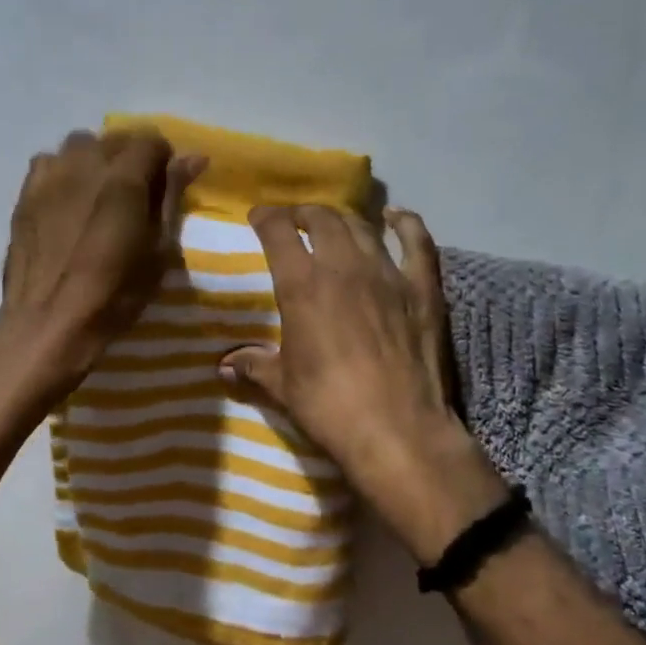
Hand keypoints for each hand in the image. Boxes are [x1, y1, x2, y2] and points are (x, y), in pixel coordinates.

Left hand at [0, 131, 204, 390]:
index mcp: (123, 178)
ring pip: (79, 144)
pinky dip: (64, 171)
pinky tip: (67, 201)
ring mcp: (50, 177)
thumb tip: (193, 158)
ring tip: (99, 194)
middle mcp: (85, 165)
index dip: (164, 161)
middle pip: (115, 138)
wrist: (49, 324)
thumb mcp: (159, 251)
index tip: (164, 190)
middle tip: (136, 196)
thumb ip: (172, 197)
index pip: (151, 140)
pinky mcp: (25, 194)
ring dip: (96, 160)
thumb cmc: (114, 296)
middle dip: (132, 158)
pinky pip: (49, 162)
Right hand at [220, 206, 509, 561]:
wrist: (397, 430)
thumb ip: (252, 367)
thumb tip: (223, 366)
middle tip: (295, 221)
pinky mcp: (422, 289)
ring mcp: (387, 273)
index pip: (279, 232)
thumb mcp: (281, 387)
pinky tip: (396, 217)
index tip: (258, 216)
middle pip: (321, 219)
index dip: (266, 217)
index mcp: (302, 285)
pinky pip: (417, 242)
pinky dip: (405, 223)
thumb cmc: (329, 407)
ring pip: (362, 227)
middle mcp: (343, 266)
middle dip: (303, 214)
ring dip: (343, 219)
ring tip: (333, 224)